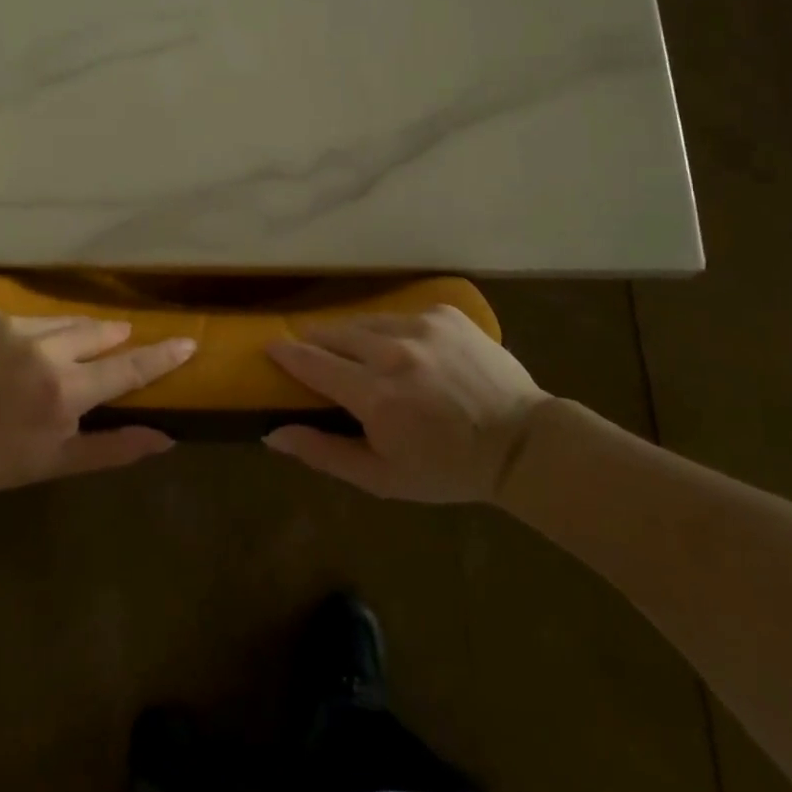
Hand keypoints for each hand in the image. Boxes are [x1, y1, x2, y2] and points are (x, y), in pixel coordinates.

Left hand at [0, 311, 194, 498]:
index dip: (162, 355)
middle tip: (118, 343)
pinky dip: (35, 333)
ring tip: (69, 350)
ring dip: (75, 334)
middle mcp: (46, 350)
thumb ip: (115, 448)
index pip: (128, 368)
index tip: (190, 340)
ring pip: (65, 321)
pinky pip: (29, 319)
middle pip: (99, 333)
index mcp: (66, 391)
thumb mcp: (58, 462)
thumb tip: (166, 438)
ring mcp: (15, 328)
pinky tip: (20, 353)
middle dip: (113, 339)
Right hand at [263, 305, 548, 502]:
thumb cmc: (447, 469)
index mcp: (375, 395)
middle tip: (313, 352)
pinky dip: (393, 331)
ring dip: (354, 335)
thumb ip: (324, 453)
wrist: (522, 443)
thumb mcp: (382, 478)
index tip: (269, 346)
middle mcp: (393, 352)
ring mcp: (421, 326)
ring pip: (367, 322)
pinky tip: (405, 351)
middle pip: (335, 333)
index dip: (286, 353)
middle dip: (318, 341)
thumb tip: (273, 434)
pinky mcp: (444, 313)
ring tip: (356, 351)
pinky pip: (401, 316)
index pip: (312, 362)